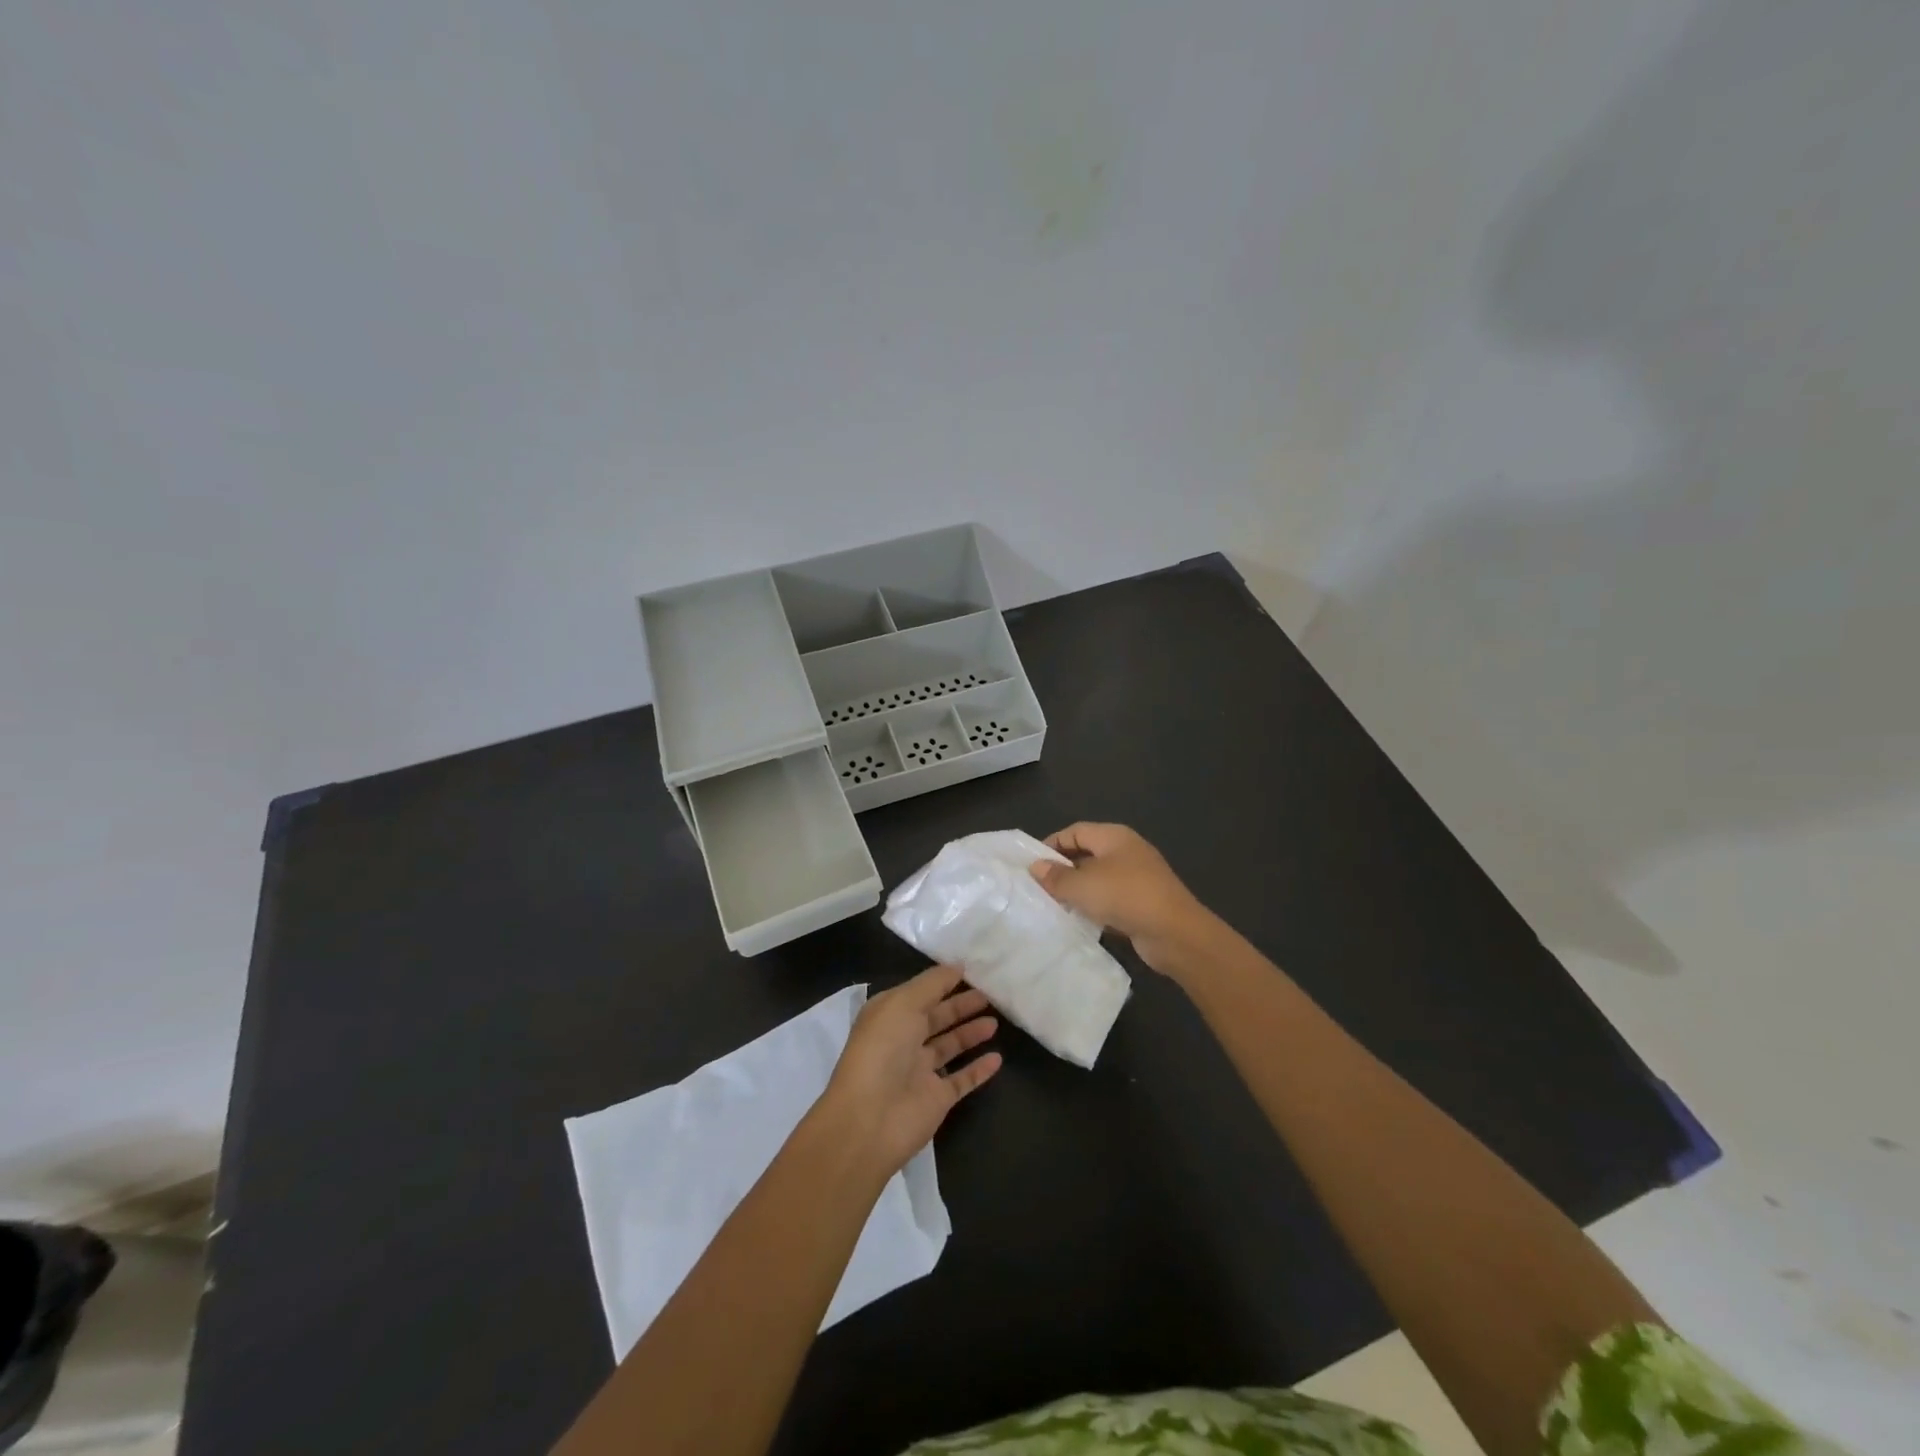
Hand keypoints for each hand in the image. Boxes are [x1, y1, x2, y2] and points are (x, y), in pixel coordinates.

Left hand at [818, 965, 1002, 1177]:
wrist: (869, 1120)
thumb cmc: (882, 1050)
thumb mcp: (903, 1003)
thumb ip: (932, 984)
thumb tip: (957, 966)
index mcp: (890, 1015)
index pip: (921, 992)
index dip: (944, 981)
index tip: (973, 969)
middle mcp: (904, 1040)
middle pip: (937, 1017)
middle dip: (961, 1005)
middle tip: (990, 994)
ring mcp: (920, 1071)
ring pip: (950, 1046)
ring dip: (971, 1033)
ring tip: (995, 1021)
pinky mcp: (936, 1099)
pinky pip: (962, 1079)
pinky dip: (979, 1069)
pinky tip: (998, 1058)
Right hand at [1030, 822, 1211, 974]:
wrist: (1175, 933)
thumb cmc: (1126, 897)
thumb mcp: (1083, 886)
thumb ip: (1056, 877)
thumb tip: (1036, 867)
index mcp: (1114, 836)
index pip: (1075, 831)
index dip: (1052, 844)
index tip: (1031, 863)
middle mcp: (1127, 852)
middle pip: (1087, 854)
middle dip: (1063, 869)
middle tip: (1038, 886)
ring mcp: (1138, 878)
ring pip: (1098, 879)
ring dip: (1078, 891)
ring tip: (1053, 905)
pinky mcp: (1143, 903)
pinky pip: (1111, 900)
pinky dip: (1094, 907)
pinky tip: (1079, 921)